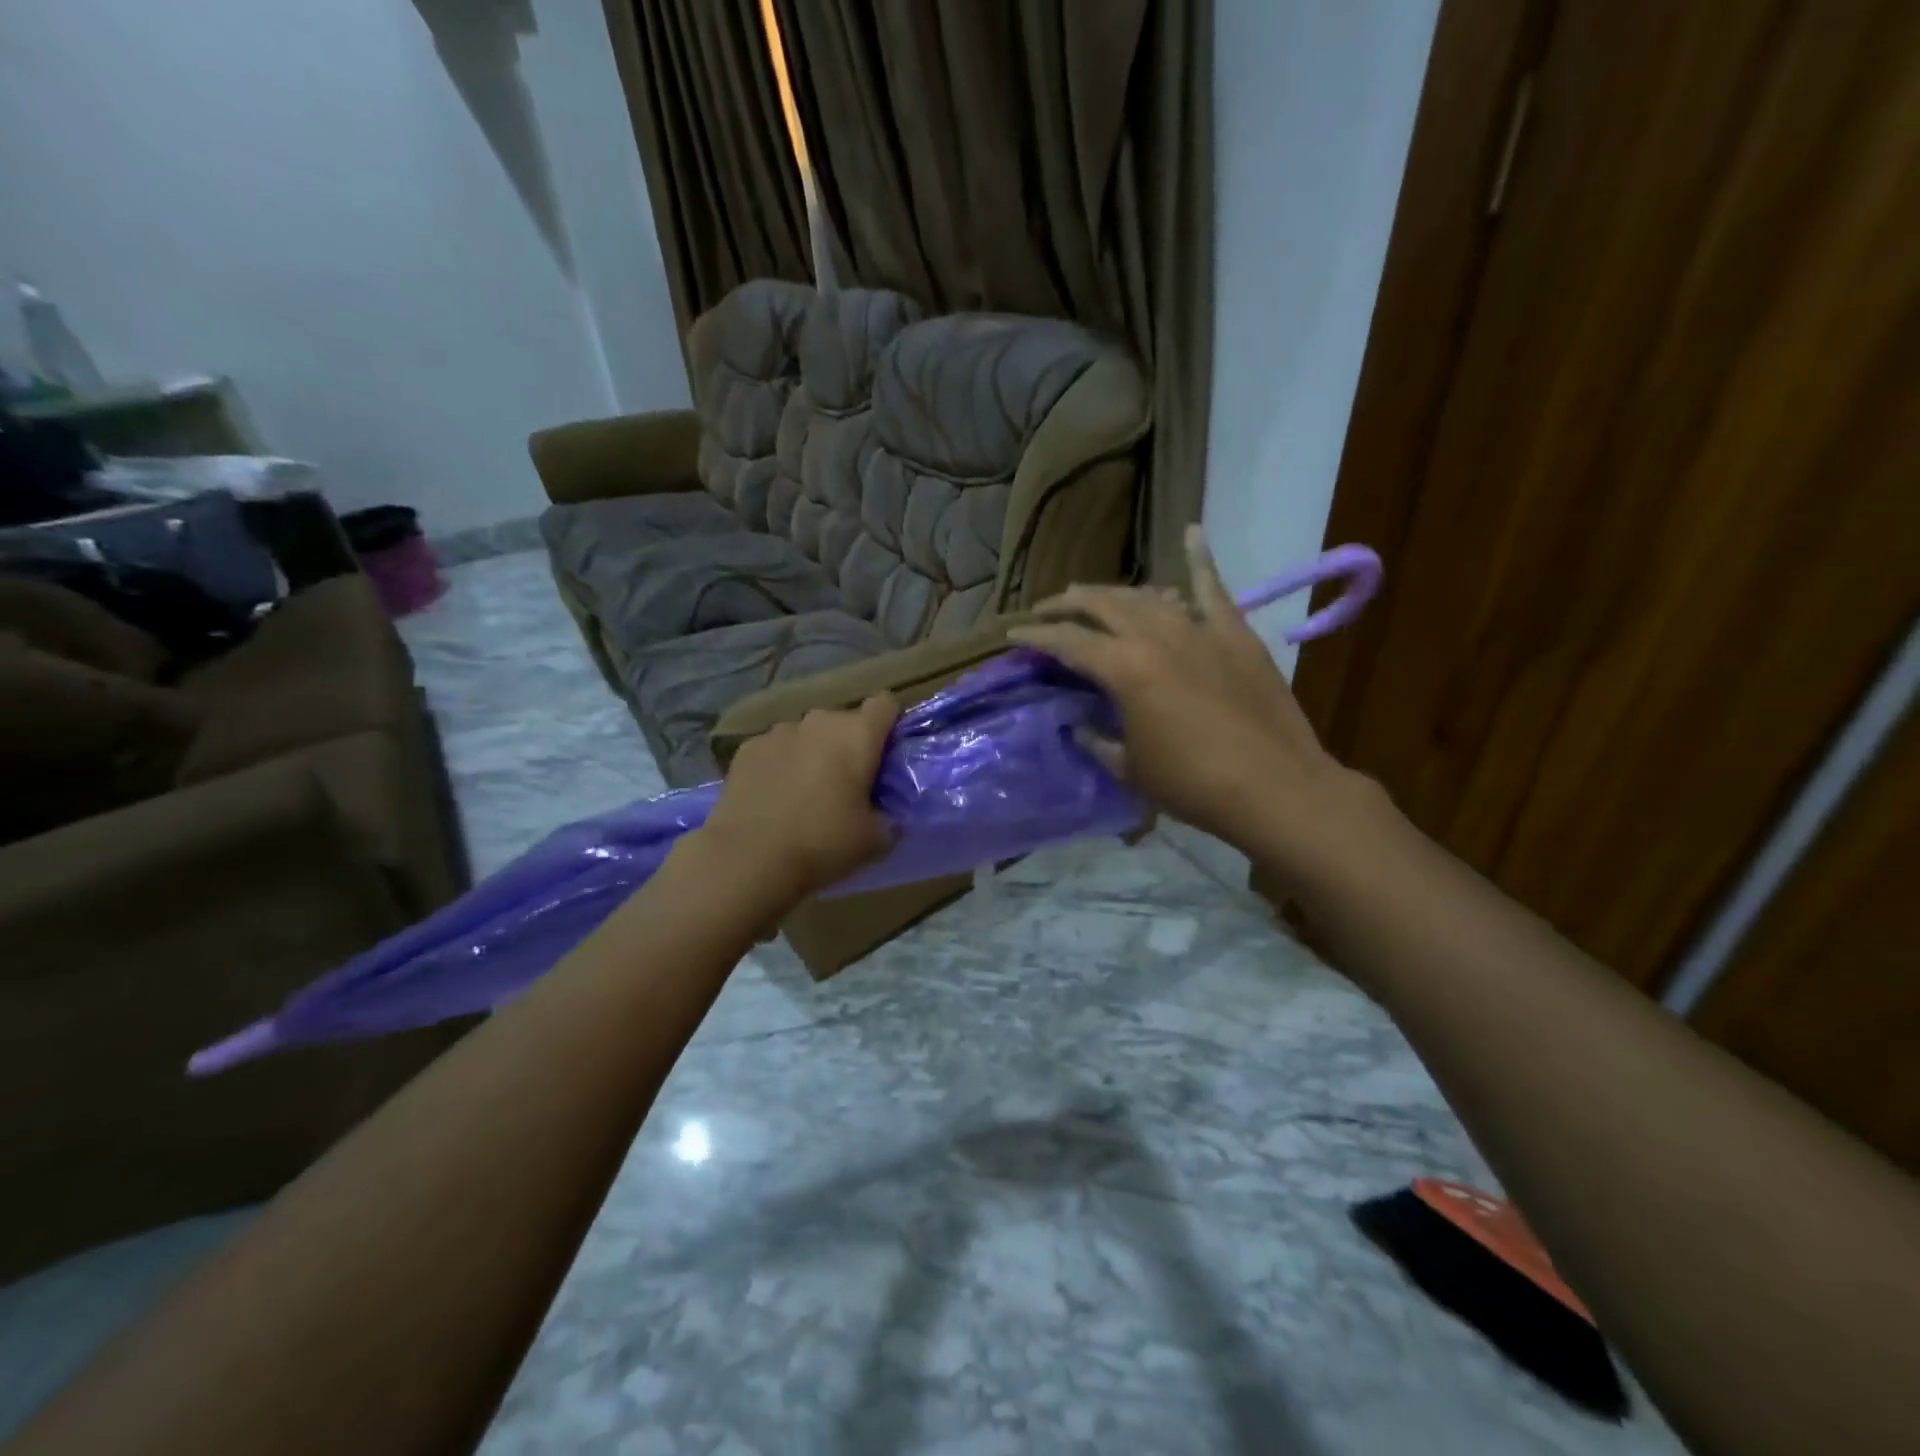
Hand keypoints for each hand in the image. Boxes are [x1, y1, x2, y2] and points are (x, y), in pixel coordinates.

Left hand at [699, 694, 899, 900]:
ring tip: (805, 792)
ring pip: (807, 734)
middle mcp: (819, 721)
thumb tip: (887, 814)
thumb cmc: (824, 843)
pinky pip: (775, 749)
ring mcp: (779, 731)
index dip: (890, 724)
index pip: (885, 704)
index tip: (887, 754)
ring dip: (813, 753)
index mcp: (858, 735)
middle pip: (844, 721)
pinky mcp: (747, 749)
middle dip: (849, 745)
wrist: (750, 858)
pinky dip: (780, 764)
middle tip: (847, 785)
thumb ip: (890, 817)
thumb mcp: (876, 840)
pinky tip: (773, 797)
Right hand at [1008, 527, 1368, 873]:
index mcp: (1124, 669)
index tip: (1013, 634)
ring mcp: (1198, 628)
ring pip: (1147, 595)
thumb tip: (1077, 726)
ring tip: (1096, 597)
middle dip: (1068, 604)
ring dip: (1116, 593)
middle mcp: (1155, 636)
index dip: (1035, 636)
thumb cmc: (1193, 785)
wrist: (1275, 787)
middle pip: (1102, 605)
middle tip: (1047, 609)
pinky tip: (1190, 532)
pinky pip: (1213, 587)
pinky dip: (1200, 558)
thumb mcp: (1130, 769)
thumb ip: (1097, 741)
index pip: (1067, 642)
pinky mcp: (1235, 632)